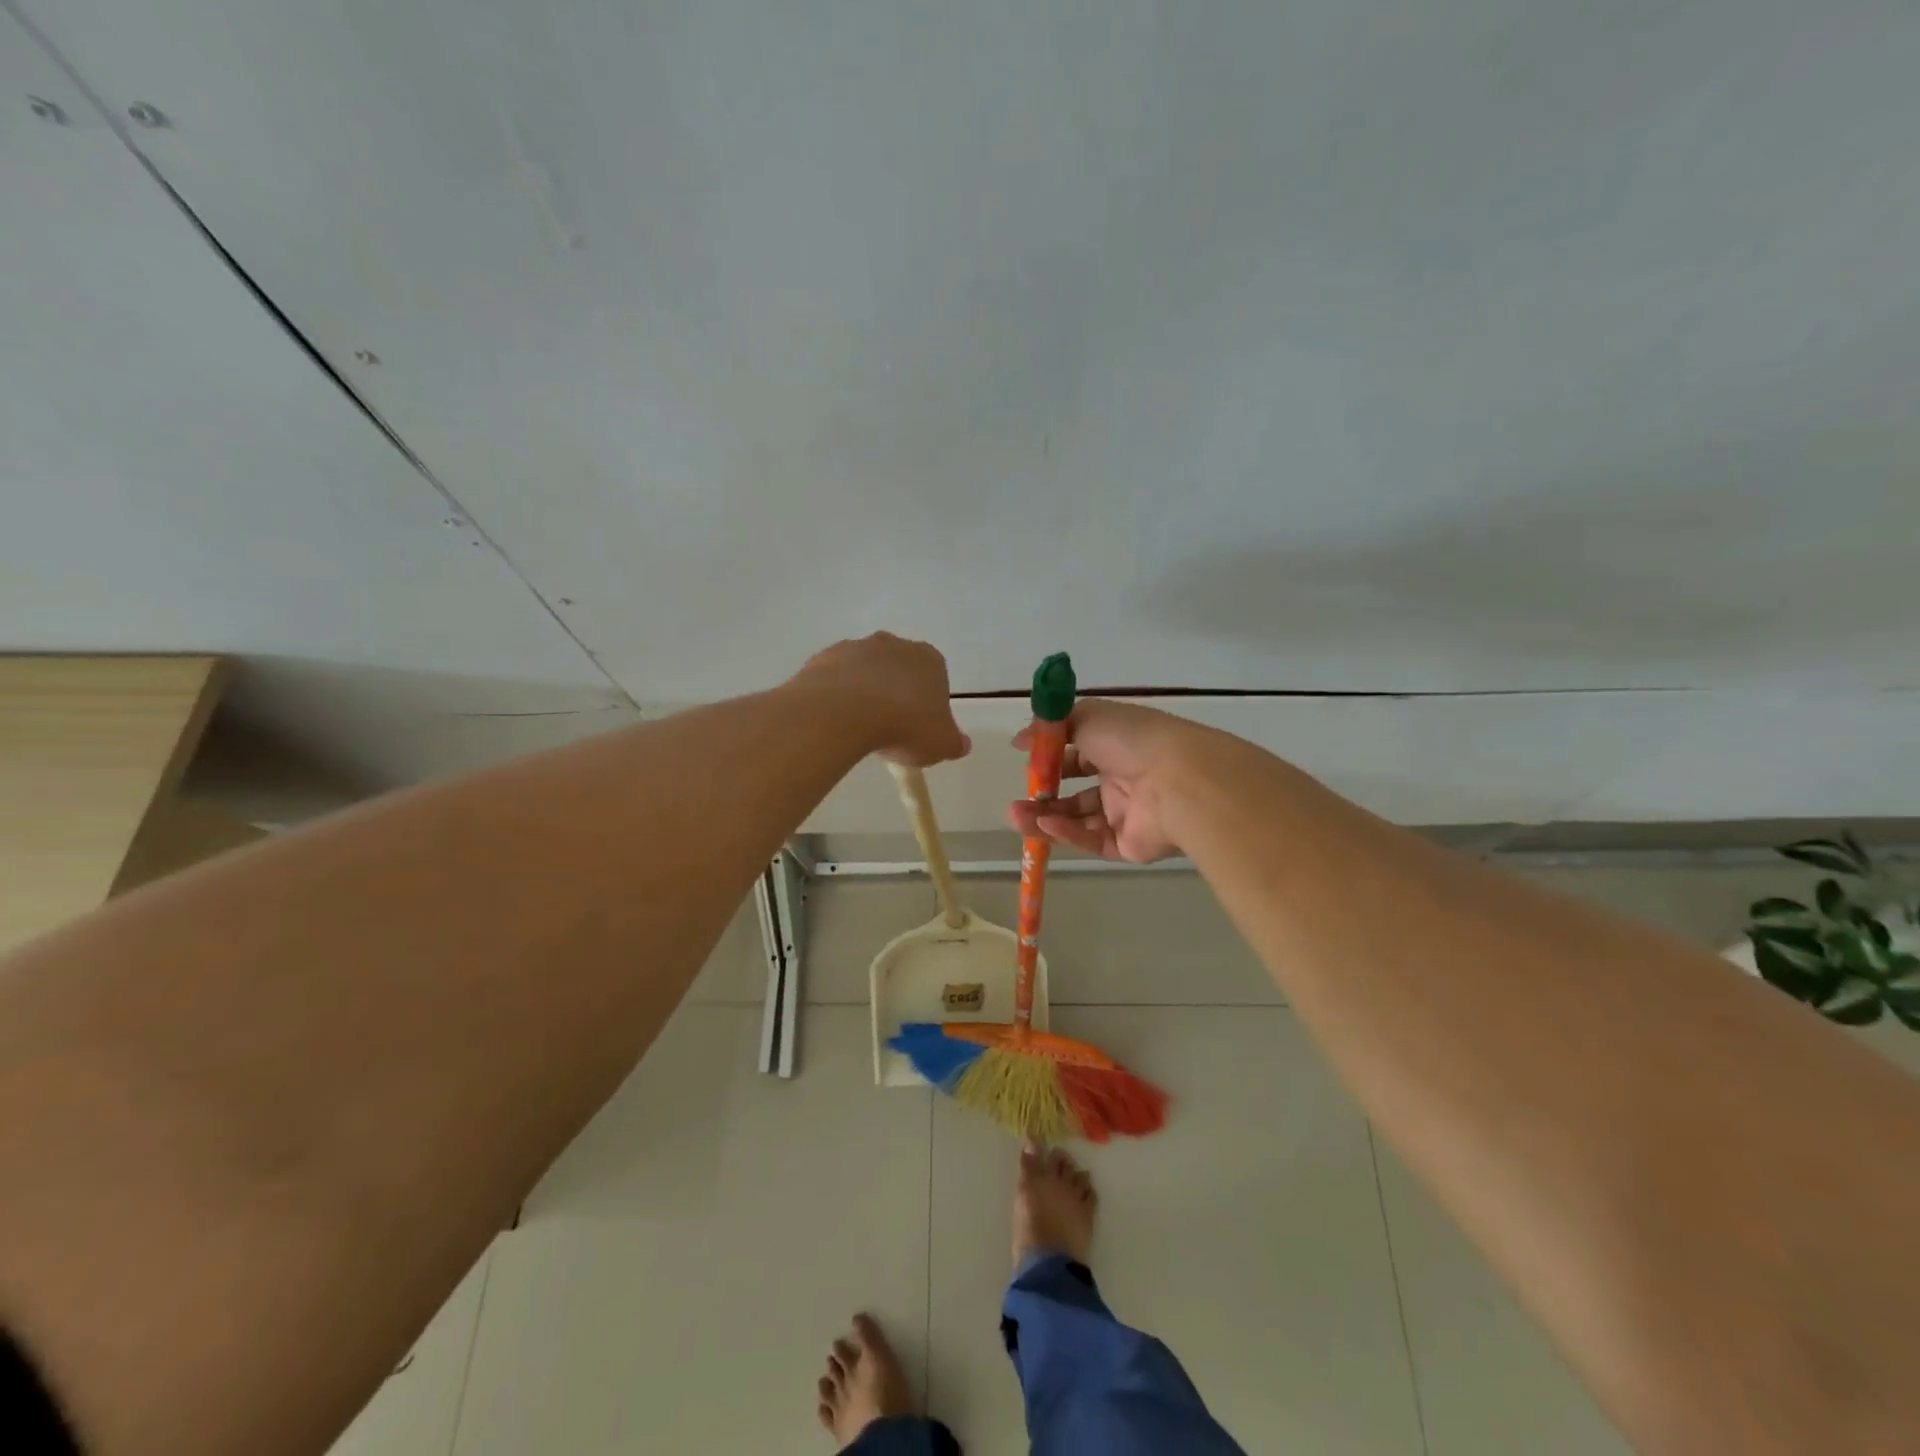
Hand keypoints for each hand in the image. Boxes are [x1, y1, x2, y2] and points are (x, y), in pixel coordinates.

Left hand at [791, 633, 970, 767]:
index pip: (935, 679)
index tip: (919, 728)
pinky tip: (835, 720)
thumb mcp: (941, 744)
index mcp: (929, 659)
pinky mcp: (824, 657)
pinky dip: (836, 695)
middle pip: (899, 670)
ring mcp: (856, 647)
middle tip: (890, 728)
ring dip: (864, 693)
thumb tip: (961, 744)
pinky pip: (834, 679)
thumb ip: (953, 743)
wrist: (843, 713)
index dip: (928, 704)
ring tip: (858, 728)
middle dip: (895, 693)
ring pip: (865, 672)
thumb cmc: (904, 726)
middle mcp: (894, 644)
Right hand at [1005, 700, 1201, 862]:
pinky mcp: (1128, 845)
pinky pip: (1092, 840)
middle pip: (1075, 792)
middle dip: (1043, 796)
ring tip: (1014, 817)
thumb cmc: (1133, 740)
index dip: (1051, 758)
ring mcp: (1126, 814)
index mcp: (1118, 747)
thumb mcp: (1088, 717)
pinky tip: (1044, 826)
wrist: (1180, 781)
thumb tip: (1020, 739)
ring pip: (1078, 820)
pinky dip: (1067, 833)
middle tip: (1015, 801)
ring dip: (1045, 818)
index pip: (1079, 754)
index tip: (1024, 760)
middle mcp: (1123, 780)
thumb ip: (1052, 727)